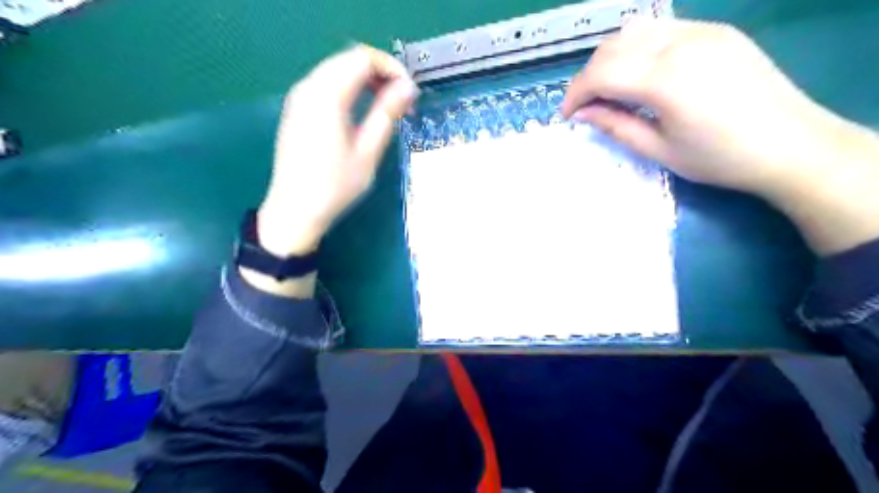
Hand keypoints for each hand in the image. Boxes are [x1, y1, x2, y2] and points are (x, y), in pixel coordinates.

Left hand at [258, 47, 417, 256]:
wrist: (294, 210)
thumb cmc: (334, 186)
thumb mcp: (368, 152)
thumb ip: (387, 114)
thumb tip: (407, 88)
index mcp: (327, 96)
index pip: (363, 58)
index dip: (391, 68)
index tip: (409, 92)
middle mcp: (309, 88)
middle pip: (349, 59)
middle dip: (380, 73)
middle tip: (402, 100)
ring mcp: (299, 98)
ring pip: (337, 70)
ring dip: (365, 80)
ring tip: (387, 106)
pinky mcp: (297, 110)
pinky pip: (326, 84)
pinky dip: (349, 88)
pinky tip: (362, 111)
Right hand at [563, 19, 878, 252]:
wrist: (791, 144)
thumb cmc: (718, 158)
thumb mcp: (658, 149)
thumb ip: (615, 125)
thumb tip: (581, 114)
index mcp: (665, 78)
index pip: (601, 73)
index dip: (575, 93)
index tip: (567, 115)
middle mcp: (680, 43)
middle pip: (613, 47)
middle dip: (589, 76)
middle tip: (587, 106)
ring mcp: (701, 31)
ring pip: (635, 31)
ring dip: (611, 58)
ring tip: (609, 89)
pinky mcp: (716, 31)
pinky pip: (662, 29)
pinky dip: (638, 48)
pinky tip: (640, 73)